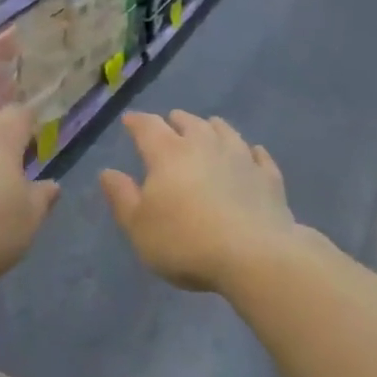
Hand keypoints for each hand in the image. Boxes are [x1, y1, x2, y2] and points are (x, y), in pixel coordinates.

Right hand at [100, 111, 299, 293]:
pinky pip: (259, 156)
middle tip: (170, 122)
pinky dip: (251, 152)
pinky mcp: (268, 178)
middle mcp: (204, 145)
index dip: (136, 122)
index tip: (129, 120)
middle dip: (176, 121)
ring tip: (209, 127)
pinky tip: (253, 153)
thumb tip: (108, 172)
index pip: (148, 127)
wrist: (254, 256)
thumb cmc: (186, 242)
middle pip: (188, 123)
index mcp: (168, 153)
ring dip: (212, 127)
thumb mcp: (139, 226)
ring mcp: (240, 158)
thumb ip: (122, 197)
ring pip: (225, 132)